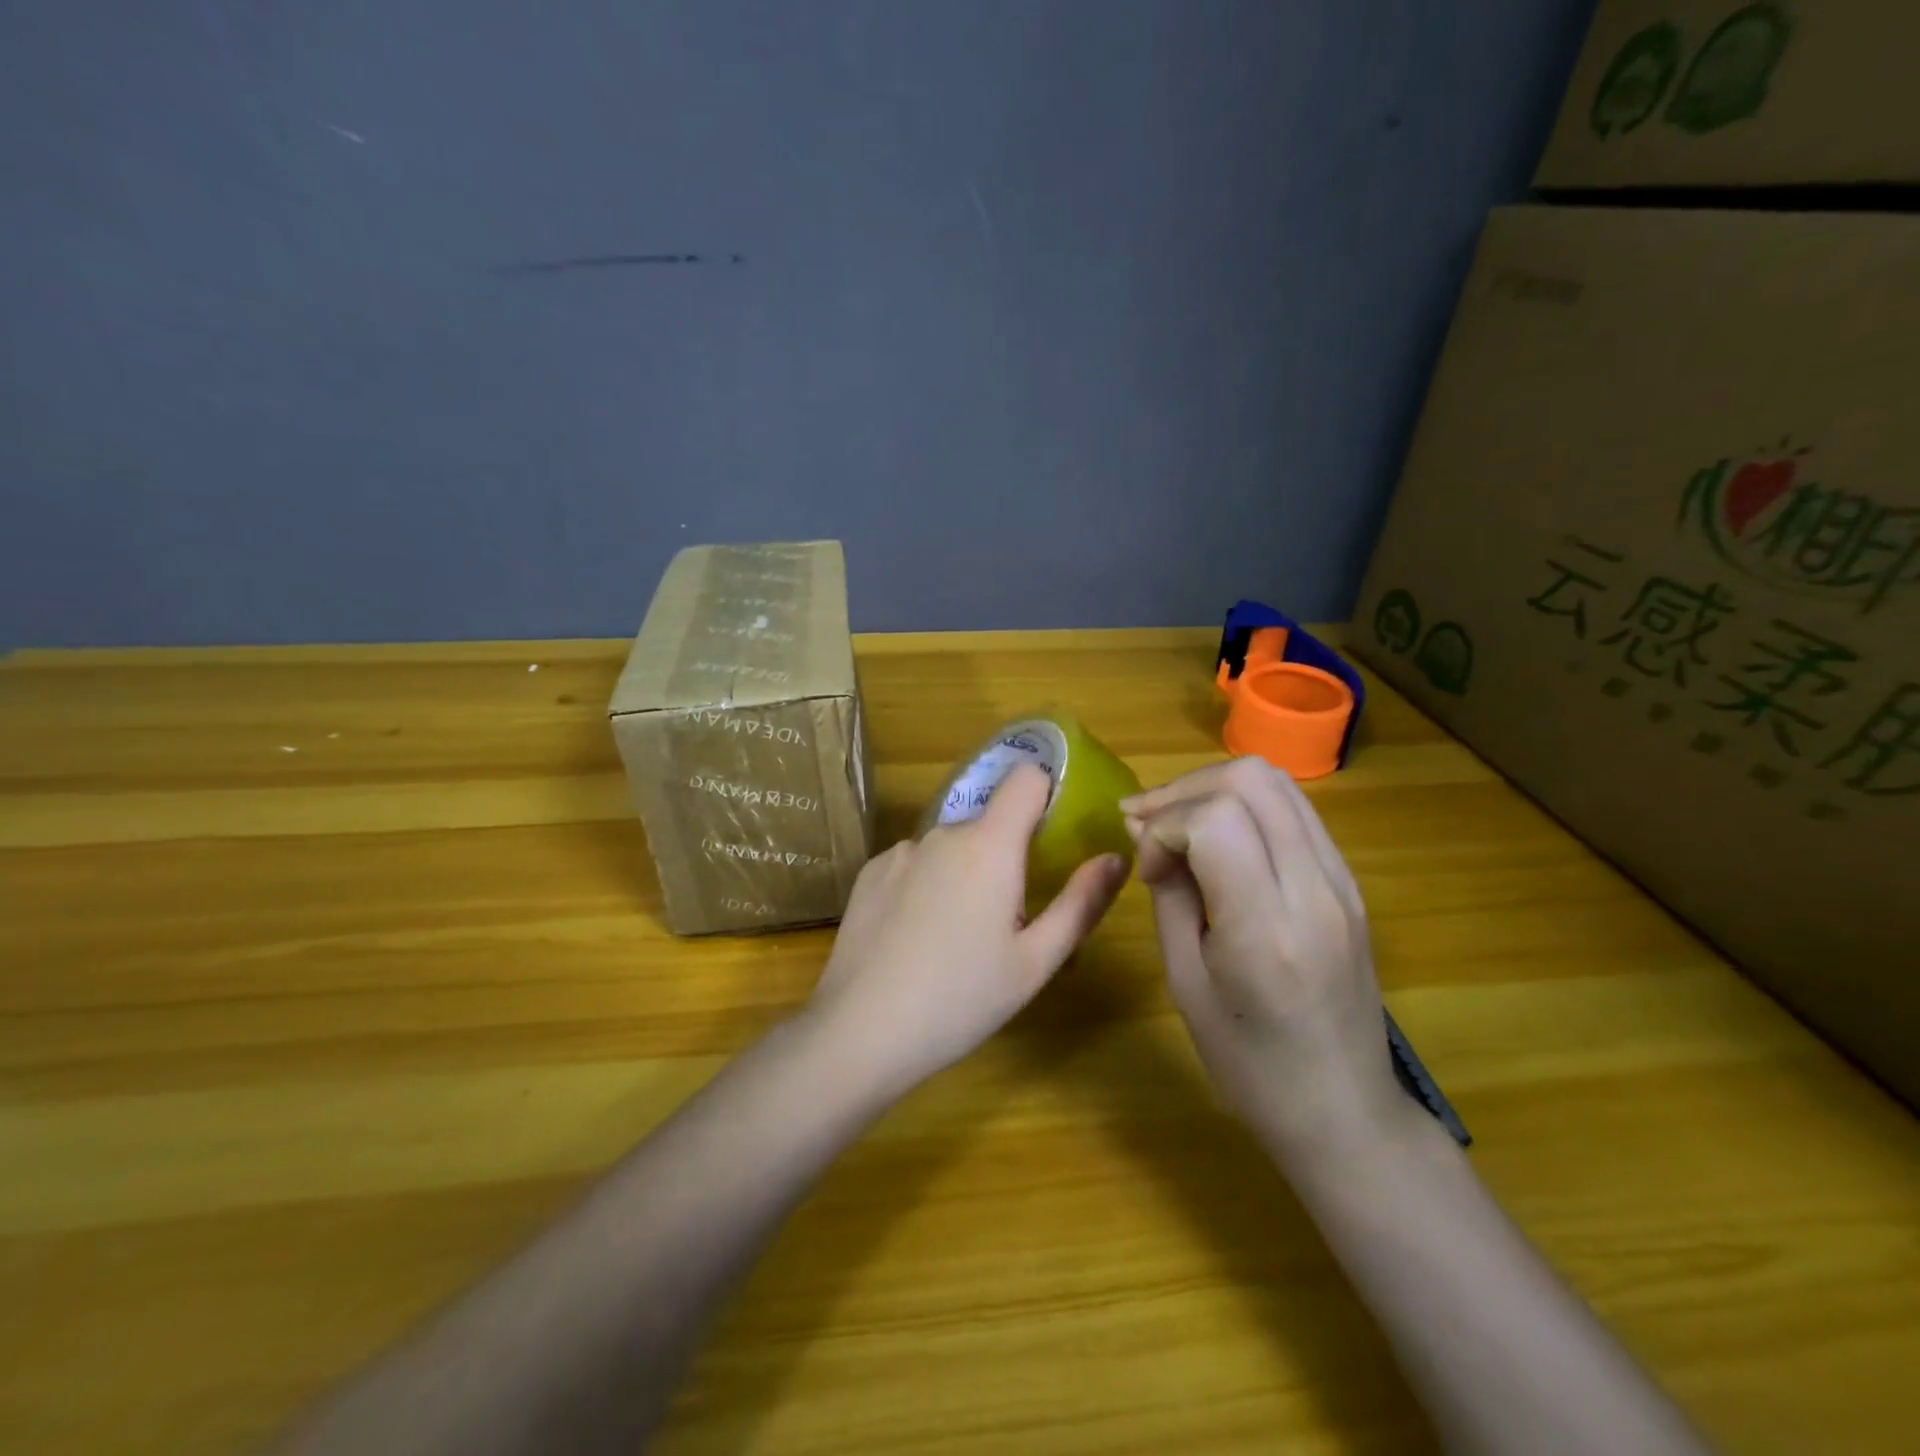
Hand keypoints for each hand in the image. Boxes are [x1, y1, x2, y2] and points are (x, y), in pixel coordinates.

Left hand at [807, 764, 1129, 1096]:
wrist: (860, 1031)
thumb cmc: (961, 999)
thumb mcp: (1035, 961)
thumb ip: (1081, 903)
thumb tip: (1114, 857)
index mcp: (989, 845)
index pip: (1026, 778)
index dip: (1046, 795)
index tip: (1053, 837)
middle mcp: (942, 833)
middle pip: (989, 823)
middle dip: (1005, 857)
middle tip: (1007, 920)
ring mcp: (900, 851)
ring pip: (950, 847)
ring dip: (963, 873)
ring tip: (956, 938)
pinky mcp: (869, 873)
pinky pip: (914, 863)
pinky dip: (925, 885)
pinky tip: (913, 937)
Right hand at [1123, 758, 1407, 1164]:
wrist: (1345, 1111)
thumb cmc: (1250, 1064)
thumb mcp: (1186, 983)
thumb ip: (1169, 897)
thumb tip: (1148, 835)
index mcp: (1266, 928)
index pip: (1214, 820)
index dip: (1165, 826)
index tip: (1148, 868)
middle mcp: (1314, 889)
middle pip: (1250, 780)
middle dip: (1183, 790)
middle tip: (1146, 824)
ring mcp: (1342, 880)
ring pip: (1276, 782)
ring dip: (1213, 788)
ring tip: (1175, 823)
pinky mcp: (1349, 881)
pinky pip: (1294, 810)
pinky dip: (1245, 804)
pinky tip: (1216, 837)